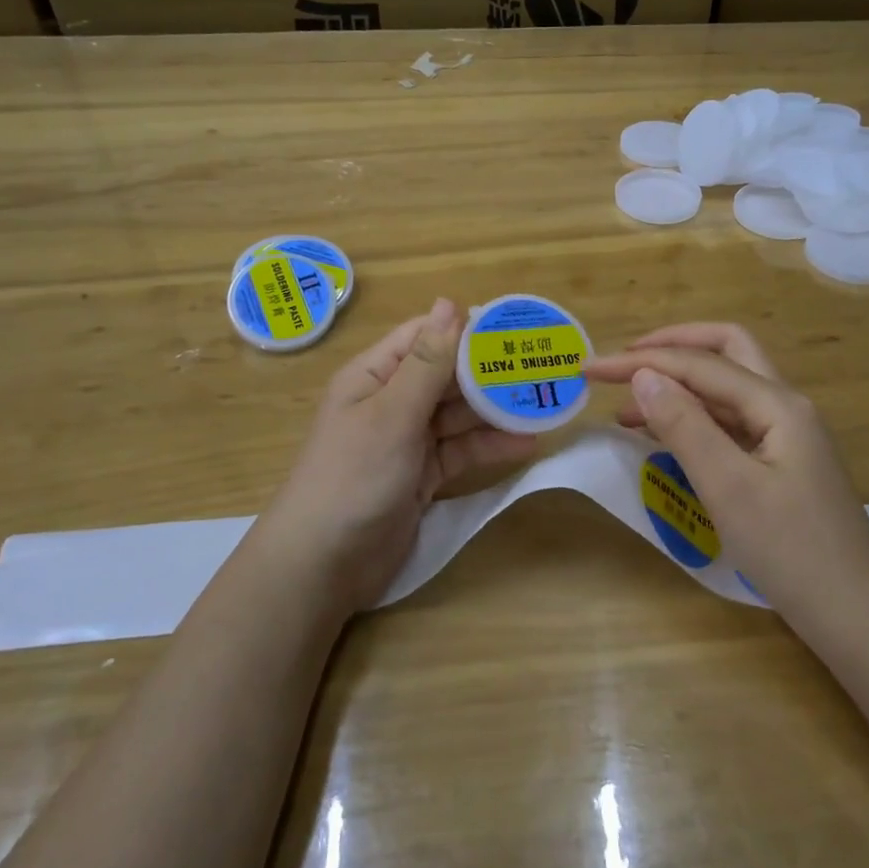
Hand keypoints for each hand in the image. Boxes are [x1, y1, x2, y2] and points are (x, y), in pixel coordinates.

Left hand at [256, 298, 537, 611]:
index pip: (425, 337)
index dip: (466, 329)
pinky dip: (488, 446)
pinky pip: (460, 451)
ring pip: (458, 415)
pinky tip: (526, 443)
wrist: (325, 564)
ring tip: (543, 403)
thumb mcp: (392, 413)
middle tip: (541, 367)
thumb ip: (427, 362)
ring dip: (495, 410)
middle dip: (489, 372)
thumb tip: (449, 303)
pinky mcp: (422, 475)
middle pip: (447, 376)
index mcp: (374, 375)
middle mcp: (391, 401)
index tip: (514, 326)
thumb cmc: (354, 476)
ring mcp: (407, 440)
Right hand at [586, 323, 868, 607]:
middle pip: (724, 351)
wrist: (857, 615)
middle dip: (670, 348)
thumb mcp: (729, 487)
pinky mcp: (779, 462)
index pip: (698, 364)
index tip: (590, 370)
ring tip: (627, 409)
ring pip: (725, 389)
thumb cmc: (792, 551)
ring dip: (678, 386)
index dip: (640, 360)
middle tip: (623, 363)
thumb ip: (685, 426)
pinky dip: (693, 418)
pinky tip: (665, 438)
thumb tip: (643, 375)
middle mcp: (784, 406)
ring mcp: (785, 435)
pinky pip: (729, 422)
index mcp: (777, 404)